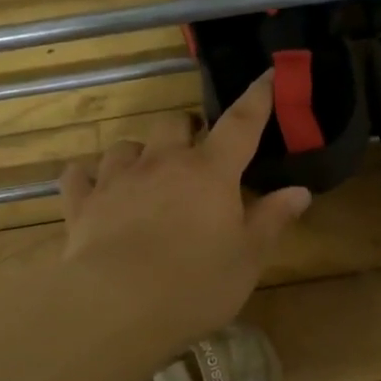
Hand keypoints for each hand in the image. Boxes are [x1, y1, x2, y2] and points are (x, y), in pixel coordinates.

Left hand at [59, 73, 310, 350]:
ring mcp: (118, 178)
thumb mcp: (247, 259)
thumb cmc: (195, 284)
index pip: (241, 123)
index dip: (257, 98)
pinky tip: (95, 189)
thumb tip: (300, 191)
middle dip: (187, 129)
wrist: (117, 305)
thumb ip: (272, 220)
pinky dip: (90, 177)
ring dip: (139, 153)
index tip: (267, 75)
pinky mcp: (83, 201)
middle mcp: (163, 162)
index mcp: (210, 172)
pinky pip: (80, 174)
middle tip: (196, 152)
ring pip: (126, 145)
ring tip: (146, 174)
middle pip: (174, 124)